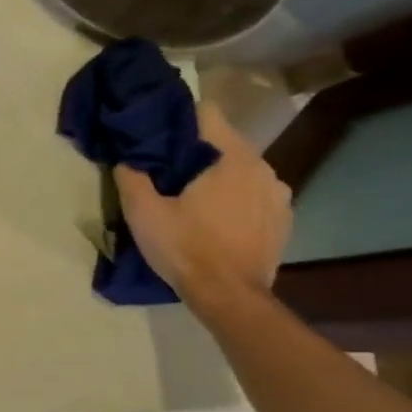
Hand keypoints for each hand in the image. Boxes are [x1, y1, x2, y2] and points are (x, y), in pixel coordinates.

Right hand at [114, 102, 291, 311]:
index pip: (207, 113)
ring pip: (241, 170)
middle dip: (197, 151)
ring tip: (194, 198)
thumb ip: (132, 176)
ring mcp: (279, 195)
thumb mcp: (143, 212)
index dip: (179, 118)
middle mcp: (263, 168)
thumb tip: (127, 157)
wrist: (230, 298)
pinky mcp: (283, 219)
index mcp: (232, 158)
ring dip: (219, 177)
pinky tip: (217, 220)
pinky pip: (254, 195)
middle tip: (168, 170)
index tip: (158, 133)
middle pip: (224, 143)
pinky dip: (236, 199)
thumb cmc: (186, 249)